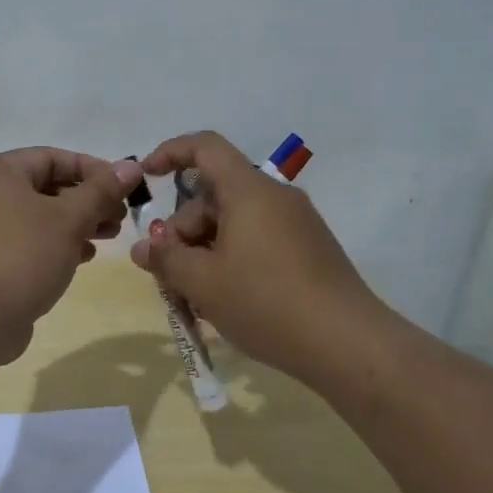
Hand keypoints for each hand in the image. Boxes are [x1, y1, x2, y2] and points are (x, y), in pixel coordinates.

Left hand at [0, 148, 142, 363]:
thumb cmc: (21, 255)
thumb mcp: (68, 219)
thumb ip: (101, 190)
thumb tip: (131, 165)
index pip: (52, 158)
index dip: (93, 169)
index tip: (125, 187)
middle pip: (45, 187)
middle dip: (87, 200)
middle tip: (120, 217)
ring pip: (38, 217)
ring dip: (76, 223)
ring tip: (109, 237)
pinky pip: (26, 242)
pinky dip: (55, 244)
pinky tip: (83, 257)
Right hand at [129, 131, 376, 380]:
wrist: (347, 344)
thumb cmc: (266, 302)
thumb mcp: (202, 283)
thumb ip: (166, 259)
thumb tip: (145, 248)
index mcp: (249, 191)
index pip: (205, 147)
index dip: (170, 152)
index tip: (147, 176)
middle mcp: (275, 197)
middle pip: (214, 196)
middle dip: (183, 229)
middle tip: (168, 274)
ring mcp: (296, 224)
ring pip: (234, 223)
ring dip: (205, 251)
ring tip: (194, 298)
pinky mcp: (309, 250)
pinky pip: (257, 240)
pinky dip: (231, 260)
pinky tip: (224, 301)